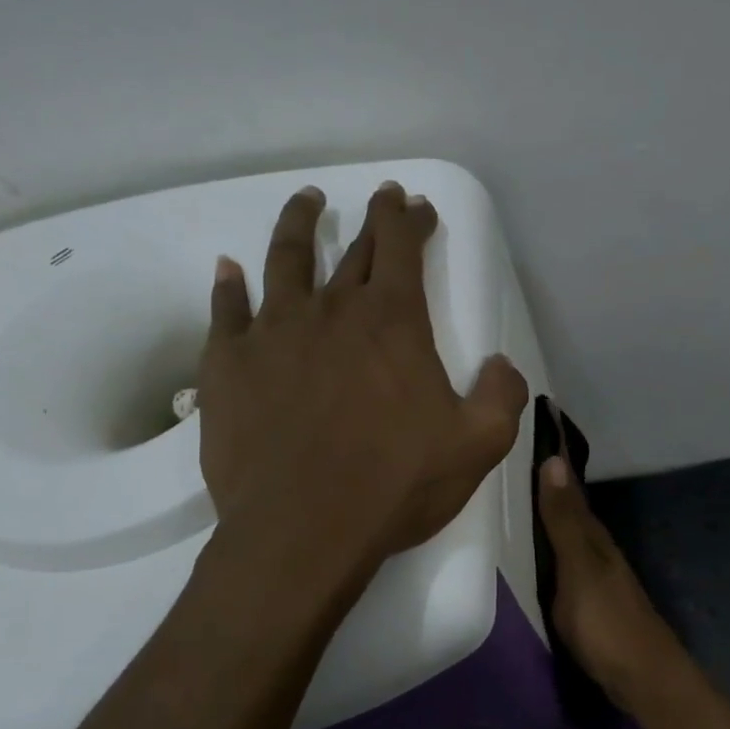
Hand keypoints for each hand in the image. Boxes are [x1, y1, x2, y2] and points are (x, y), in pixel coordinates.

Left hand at [196, 181, 528, 566]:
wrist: (303, 530)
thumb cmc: (396, 484)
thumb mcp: (479, 445)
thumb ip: (502, 396)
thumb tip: (501, 364)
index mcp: (393, 322)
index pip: (402, 247)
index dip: (409, 219)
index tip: (414, 204)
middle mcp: (331, 311)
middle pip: (353, 249)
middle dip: (373, 220)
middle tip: (381, 198)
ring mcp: (273, 333)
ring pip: (285, 260)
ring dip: (299, 225)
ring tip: (307, 202)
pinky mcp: (228, 365)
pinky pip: (227, 311)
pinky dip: (229, 286)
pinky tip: (230, 270)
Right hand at [537, 452, 687, 707]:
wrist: (642, 678)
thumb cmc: (606, 622)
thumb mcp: (579, 568)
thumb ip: (564, 520)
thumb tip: (554, 460)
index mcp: (594, 538)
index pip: (569, 492)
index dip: (550, 469)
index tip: (528, 440)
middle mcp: (598, 551)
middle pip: (569, 514)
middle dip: (545, 494)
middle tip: (508, 473)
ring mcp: (597, 578)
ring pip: (567, 541)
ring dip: (547, 524)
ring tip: (513, 510)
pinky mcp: (592, 603)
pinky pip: (565, 567)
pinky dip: (550, 555)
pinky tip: (534, 560)